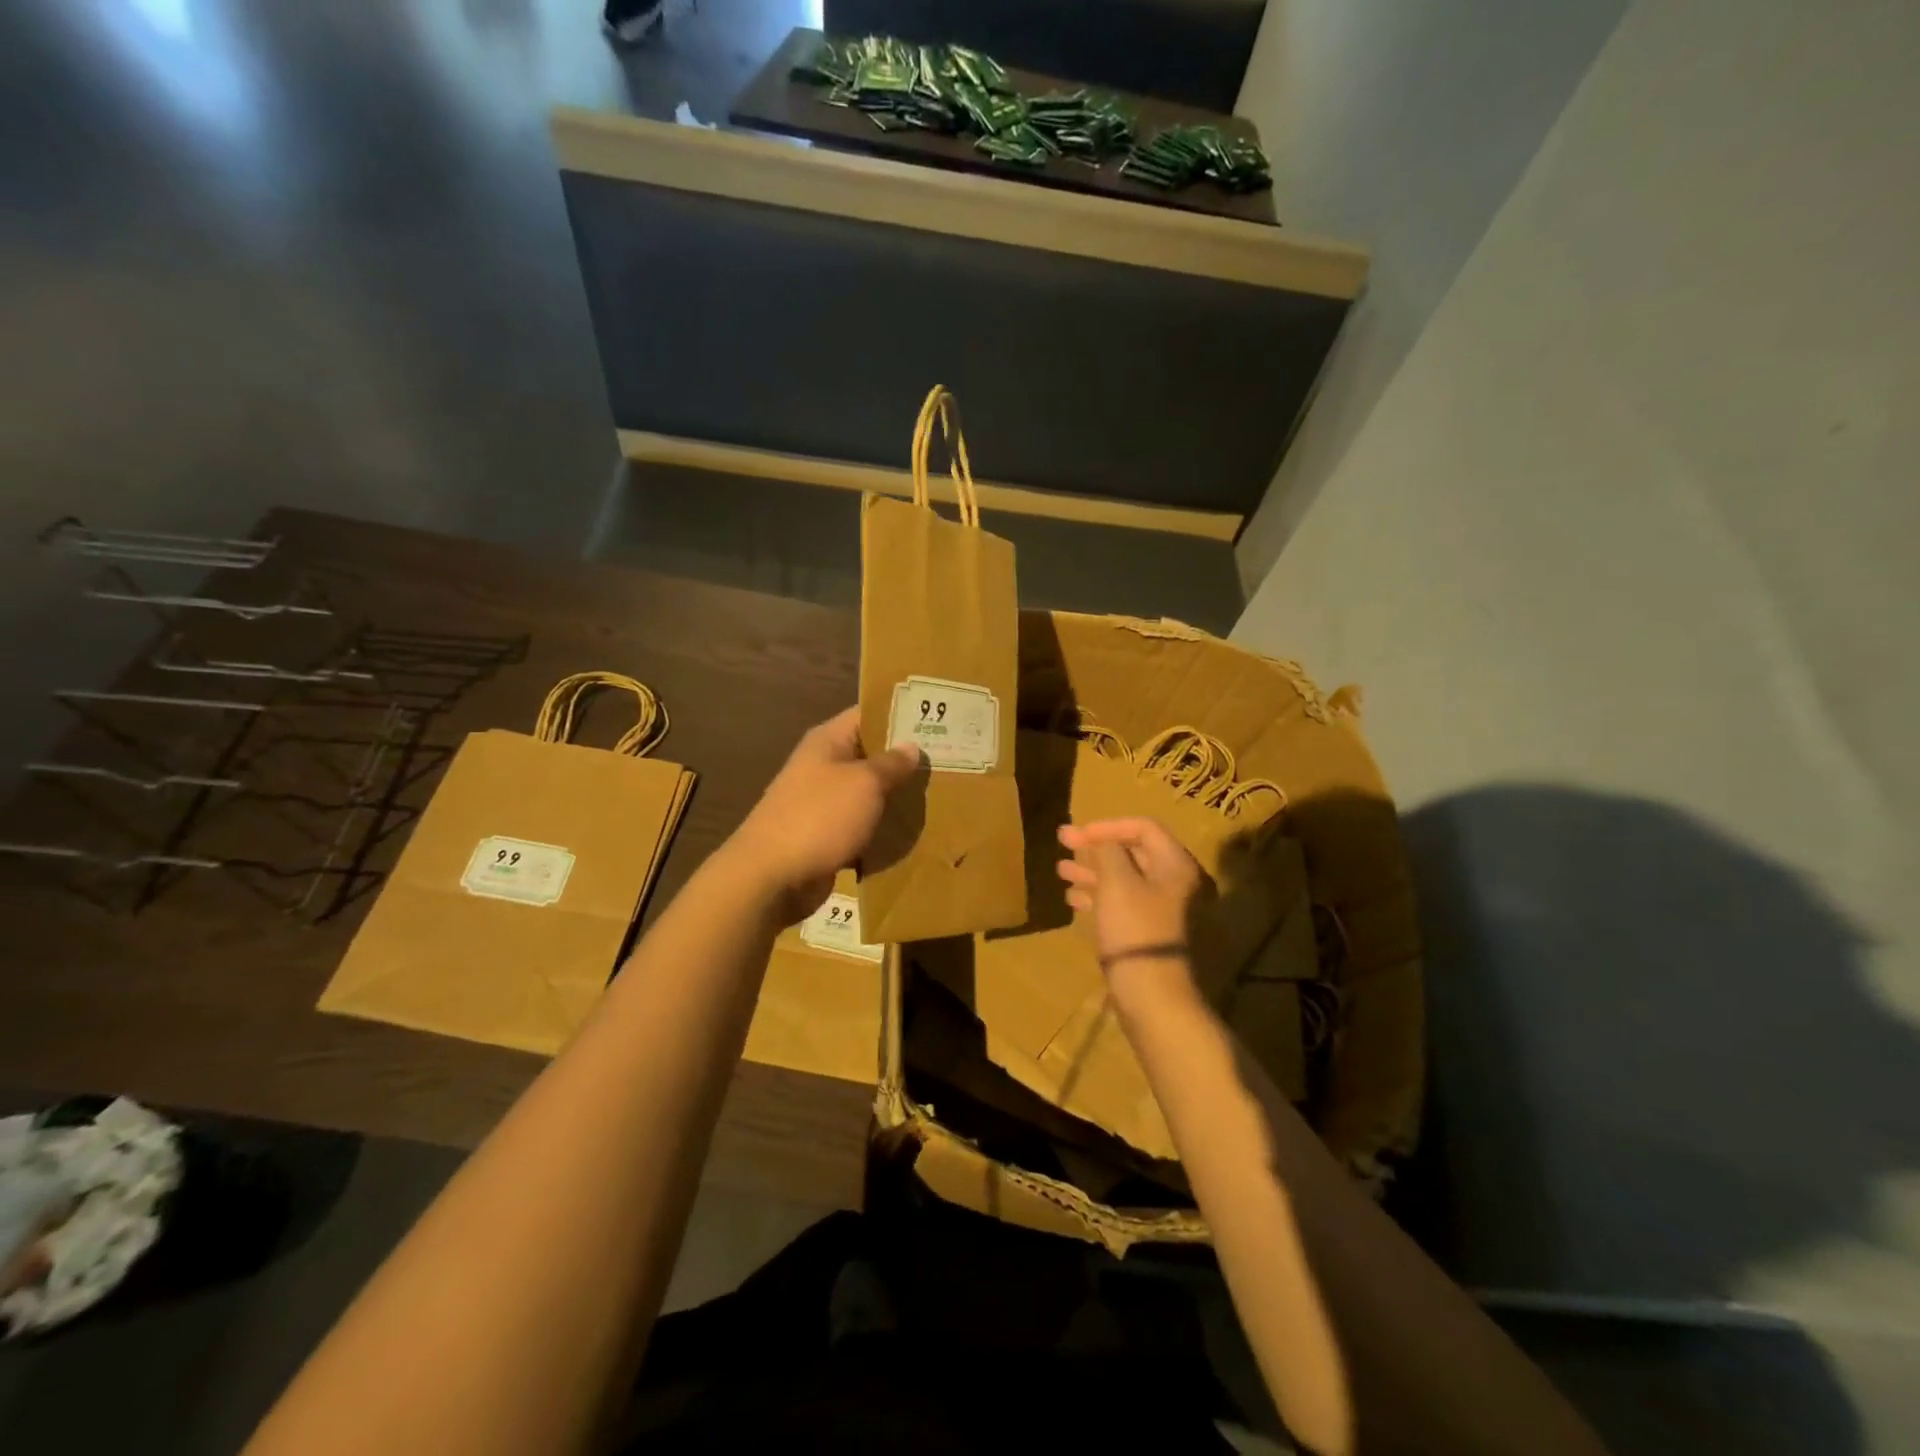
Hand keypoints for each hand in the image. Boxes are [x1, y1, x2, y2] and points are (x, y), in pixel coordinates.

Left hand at [729, 706, 921, 922]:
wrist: (770, 877)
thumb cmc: (819, 817)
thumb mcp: (864, 783)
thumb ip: (891, 764)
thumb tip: (911, 746)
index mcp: (827, 741)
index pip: (868, 714)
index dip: (901, 714)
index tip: (939, 720)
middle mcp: (823, 766)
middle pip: (870, 755)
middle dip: (905, 760)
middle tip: (948, 762)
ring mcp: (822, 803)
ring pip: (868, 794)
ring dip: (896, 798)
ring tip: (940, 796)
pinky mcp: (825, 836)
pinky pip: (861, 826)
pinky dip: (882, 830)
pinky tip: (914, 834)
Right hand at [1057, 817, 1206, 1005]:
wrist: (1150, 993)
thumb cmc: (1134, 927)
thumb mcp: (1117, 881)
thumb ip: (1108, 851)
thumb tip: (1103, 841)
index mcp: (1175, 865)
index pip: (1143, 827)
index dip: (1108, 825)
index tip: (1077, 833)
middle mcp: (1173, 882)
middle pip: (1132, 852)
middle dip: (1095, 847)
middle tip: (1062, 842)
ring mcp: (1161, 909)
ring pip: (1123, 879)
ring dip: (1091, 871)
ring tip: (1061, 871)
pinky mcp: (1147, 930)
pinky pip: (1121, 903)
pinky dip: (1097, 896)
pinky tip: (1072, 899)